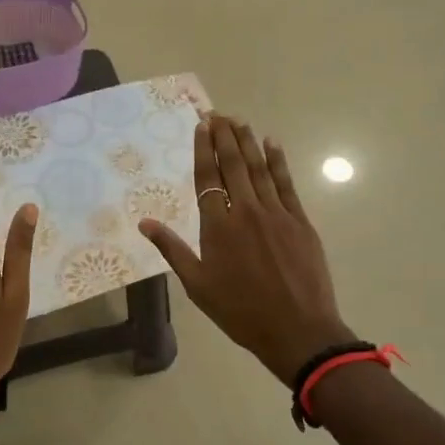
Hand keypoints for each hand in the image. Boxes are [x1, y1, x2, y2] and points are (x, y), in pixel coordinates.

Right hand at [138, 114, 353, 384]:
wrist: (297, 330)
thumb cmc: (240, 312)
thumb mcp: (198, 285)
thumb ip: (172, 249)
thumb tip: (144, 223)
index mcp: (217, 227)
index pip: (207, 178)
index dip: (203, 150)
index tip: (202, 126)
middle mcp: (245, 211)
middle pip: (233, 165)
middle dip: (224, 137)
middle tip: (218, 114)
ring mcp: (276, 214)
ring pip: (259, 169)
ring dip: (248, 142)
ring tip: (239, 121)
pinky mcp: (300, 222)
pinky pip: (286, 184)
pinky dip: (278, 162)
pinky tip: (273, 145)